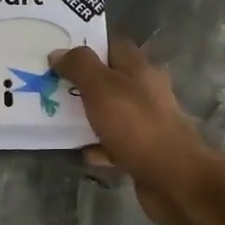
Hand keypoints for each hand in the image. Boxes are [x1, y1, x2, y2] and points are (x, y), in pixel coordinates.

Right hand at [49, 37, 224, 224]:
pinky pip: (115, 143)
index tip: (58, 54)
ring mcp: (146, 122)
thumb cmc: (137, 125)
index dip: (86, 47)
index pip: (112, 45)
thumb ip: (79, 66)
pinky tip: (84, 153)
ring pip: (110, 112)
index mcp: (139, 68)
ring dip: (87, 117)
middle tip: (50, 88)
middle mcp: (146, 91)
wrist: (174, 179)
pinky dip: (99, 147)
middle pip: (108, 80)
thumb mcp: (101, 87)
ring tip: (58, 120)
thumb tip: (58, 52)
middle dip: (81, 84)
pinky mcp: (144, 150)